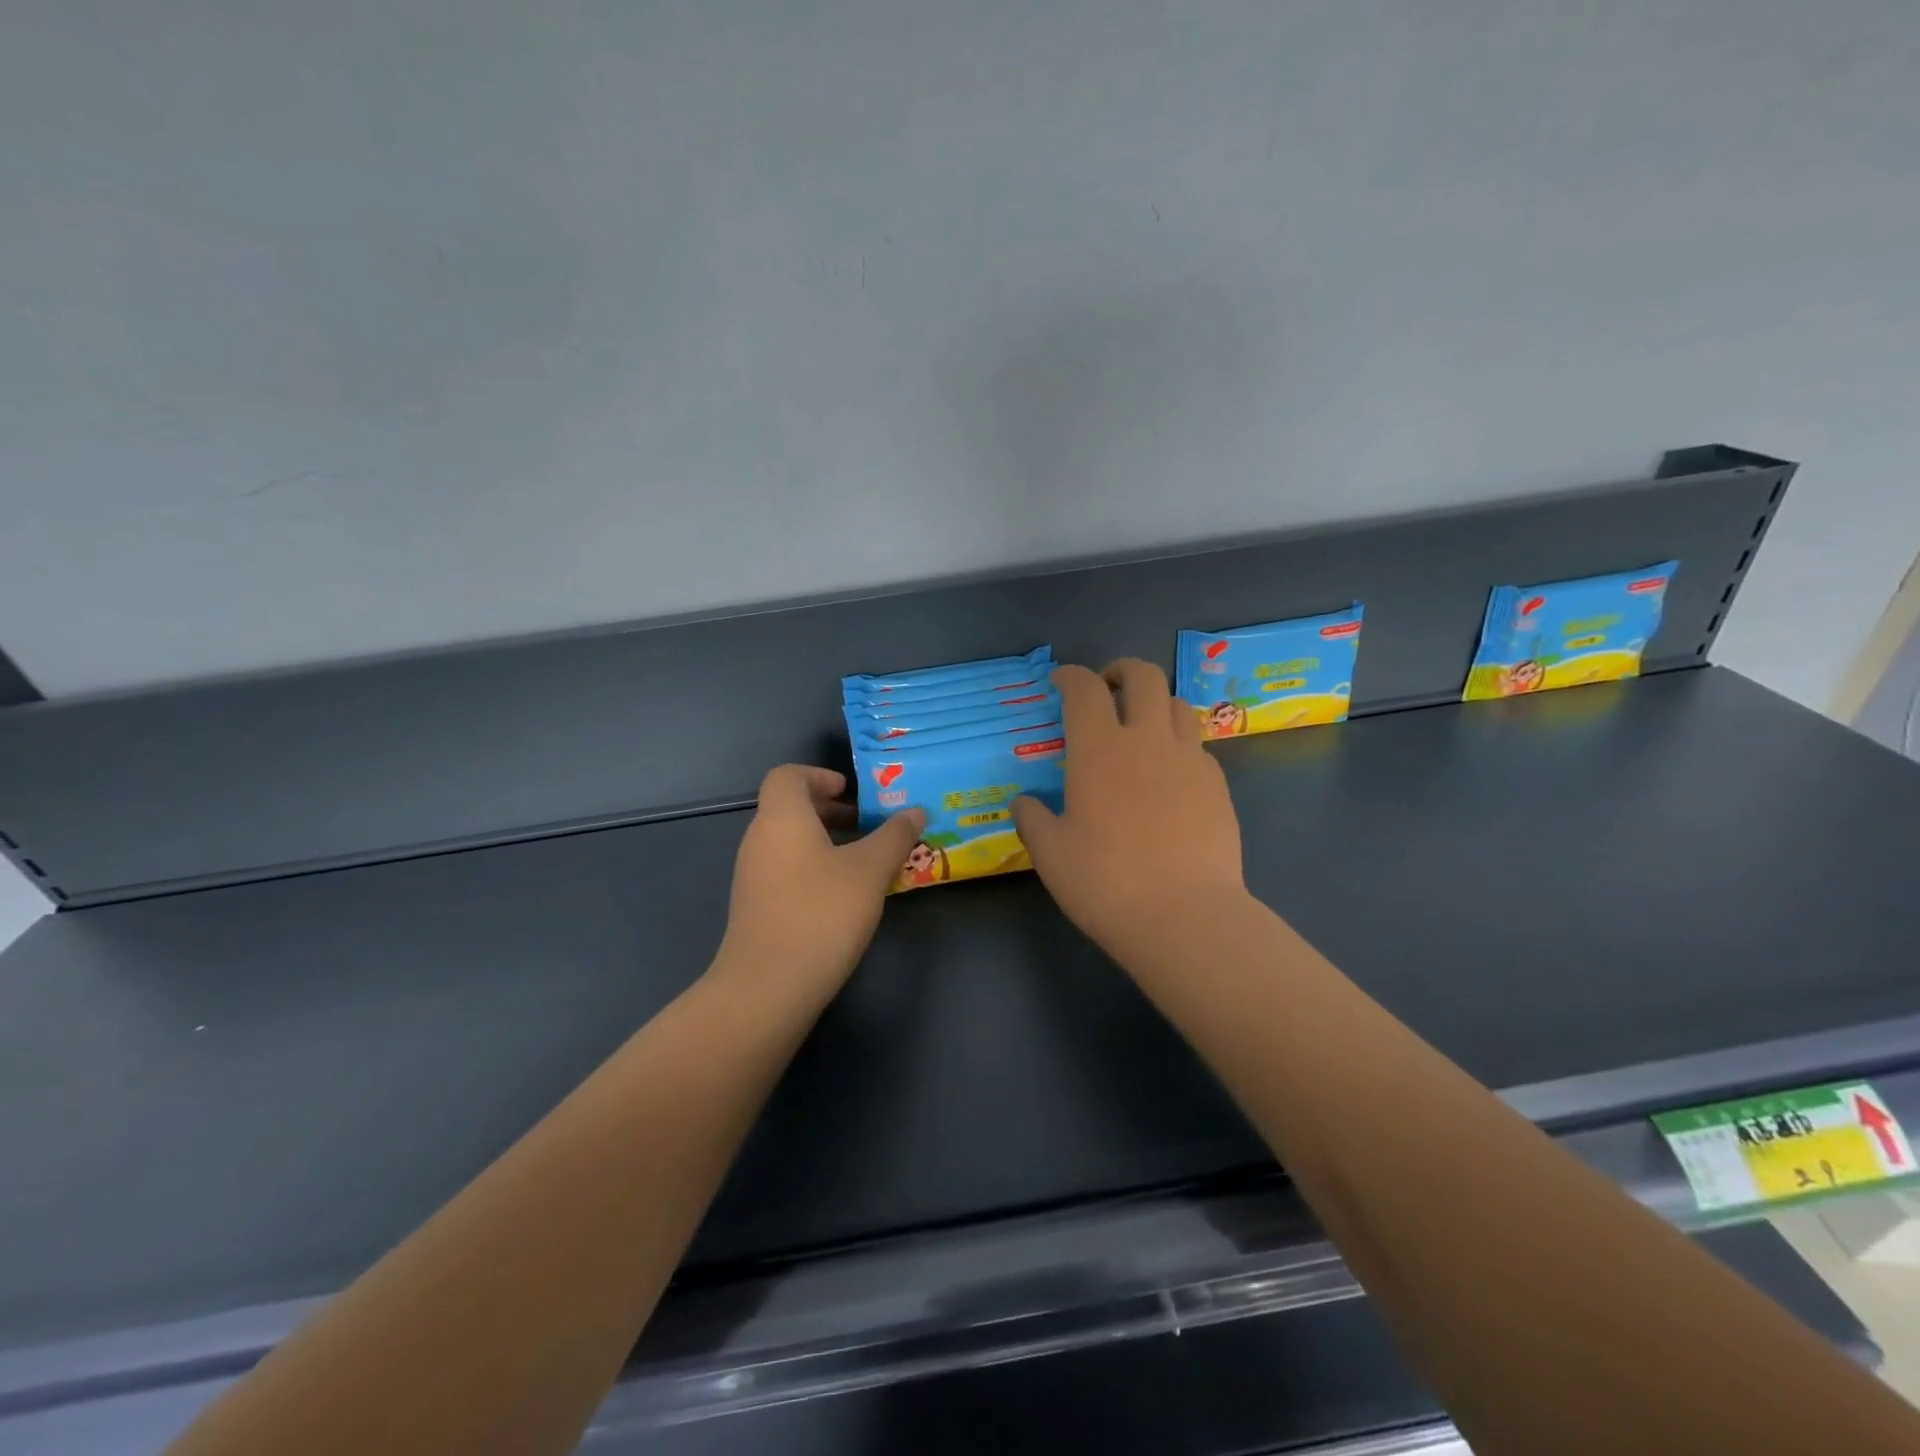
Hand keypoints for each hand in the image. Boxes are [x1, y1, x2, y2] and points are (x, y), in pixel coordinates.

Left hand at [716, 764, 924, 1006]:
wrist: (767, 988)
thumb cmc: (821, 913)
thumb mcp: (870, 870)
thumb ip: (894, 836)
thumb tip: (915, 811)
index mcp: (782, 818)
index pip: (787, 775)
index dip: (819, 775)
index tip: (851, 792)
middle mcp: (759, 839)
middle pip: (789, 808)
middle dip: (831, 810)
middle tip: (869, 824)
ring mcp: (753, 876)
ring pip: (789, 842)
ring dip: (825, 841)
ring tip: (865, 861)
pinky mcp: (755, 907)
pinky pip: (786, 870)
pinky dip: (814, 868)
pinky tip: (844, 896)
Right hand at [1013, 661, 1247, 961]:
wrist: (1185, 915)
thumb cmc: (1106, 883)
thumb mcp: (1051, 855)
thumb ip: (1033, 819)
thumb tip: (1025, 802)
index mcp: (1100, 749)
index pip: (1085, 689)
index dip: (1070, 676)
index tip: (1060, 681)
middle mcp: (1147, 741)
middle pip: (1143, 677)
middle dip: (1121, 671)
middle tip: (1107, 688)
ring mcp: (1189, 759)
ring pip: (1177, 705)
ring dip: (1154, 703)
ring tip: (1140, 726)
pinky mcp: (1217, 785)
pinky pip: (1196, 745)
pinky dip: (1178, 743)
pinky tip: (1168, 774)